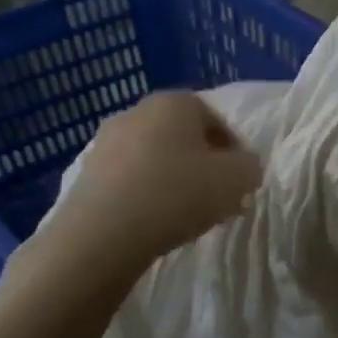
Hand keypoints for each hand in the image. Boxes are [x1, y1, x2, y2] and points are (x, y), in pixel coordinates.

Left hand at [20, 91, 262, 294]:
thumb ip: (250, 167)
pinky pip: (130, 178)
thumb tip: (244, 166)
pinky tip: (156, 220)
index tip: (240, 179)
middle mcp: (137, 112)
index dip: (234, 149)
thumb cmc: (178, 193)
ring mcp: (105, 142)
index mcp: (174, 103)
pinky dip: (147, 193)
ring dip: (174, 179)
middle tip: (217, 196)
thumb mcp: (238, 180)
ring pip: (155, 157)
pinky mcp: (86, 173)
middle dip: (203, 163)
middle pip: (183, 136)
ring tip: (187, 213)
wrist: (103, 234)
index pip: (215, 118)